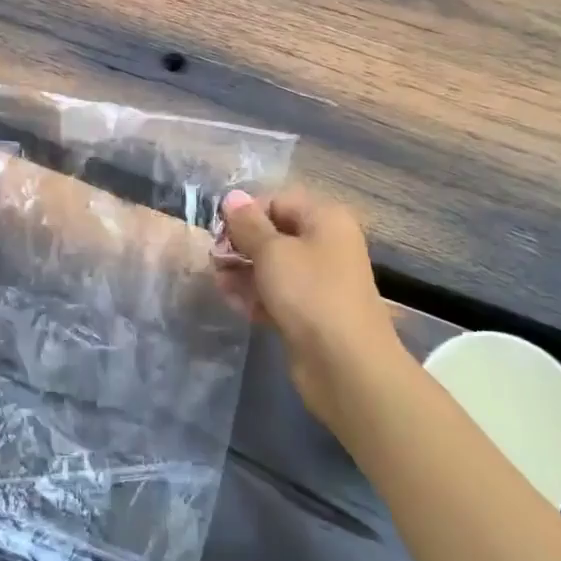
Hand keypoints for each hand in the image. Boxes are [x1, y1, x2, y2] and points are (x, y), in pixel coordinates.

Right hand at [215, 187, 409, 425]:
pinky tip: (233, 303)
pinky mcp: (310, 312)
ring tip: (219, 283)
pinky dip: (255, 296)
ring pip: (272, 266)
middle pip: (273, 234)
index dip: (245, 213)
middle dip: (240, 245)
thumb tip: (232, 196)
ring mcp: (319, 281)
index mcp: (325, 220)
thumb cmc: (309, 293)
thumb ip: (247, 224)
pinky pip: (277, 294)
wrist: (346, 364)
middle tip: (215, 260)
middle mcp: (325, 245)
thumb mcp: (272, 251)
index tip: (218, 231)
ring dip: (242, 271)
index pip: (277, 201)